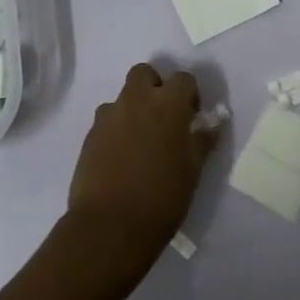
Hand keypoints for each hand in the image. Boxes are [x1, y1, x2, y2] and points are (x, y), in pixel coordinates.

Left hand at [65, 63, 217, 274]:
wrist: (110, 226)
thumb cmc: (162, 197)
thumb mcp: (193, 170)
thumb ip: (202, 140)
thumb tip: (211, 124)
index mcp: (167, 105)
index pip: (183, 79)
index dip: (190, 95)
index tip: (192, 117)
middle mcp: (135, 101)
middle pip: (144, 73)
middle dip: (155, 86)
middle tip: (163, 117)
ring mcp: (108, 117)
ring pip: (122, 98)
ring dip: (133, 109)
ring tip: (140, 142)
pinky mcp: (89, 136)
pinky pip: (106, 121)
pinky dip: (116, 130)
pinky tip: (121, 158)